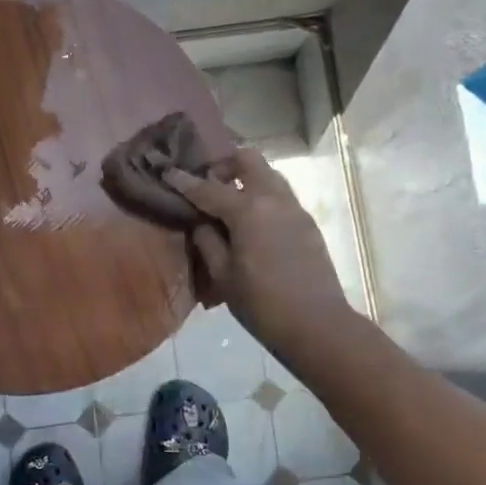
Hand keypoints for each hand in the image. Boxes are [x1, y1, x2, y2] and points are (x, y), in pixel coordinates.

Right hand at [165, 149, 350, 358]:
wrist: (317, 324)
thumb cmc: (261, 304)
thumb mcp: (223, 276)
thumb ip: (207, 241)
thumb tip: (201, 222)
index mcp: (248, 210)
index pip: (209, 188)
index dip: (185, 181)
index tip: (168, 172)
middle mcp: (273, 199)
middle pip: (248, 160)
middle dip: (224, 164)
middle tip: (207, 183)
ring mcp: (295, 208)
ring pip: (268, 174)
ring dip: (246, 177)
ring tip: (228, 201)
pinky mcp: (307, 222)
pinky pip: (280, 195)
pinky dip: (262, 196)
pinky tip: (251, 222)